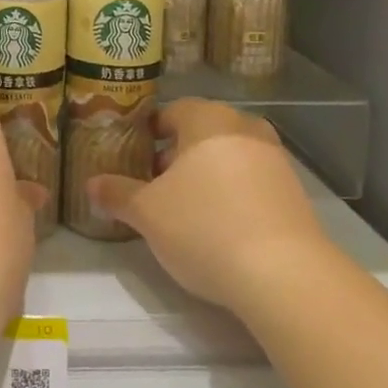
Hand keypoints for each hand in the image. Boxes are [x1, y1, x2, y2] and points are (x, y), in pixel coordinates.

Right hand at [86, 99, 329, 317]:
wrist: (284, 275)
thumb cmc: (204, 227)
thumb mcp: (148, 213)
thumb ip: (118, 193)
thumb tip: (91, 183)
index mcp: (207, 119)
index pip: (171, 112)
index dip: (149, 134)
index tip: (134, 158)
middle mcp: (244, 127)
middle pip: (201, 133)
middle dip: (177, 156)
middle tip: (154, 186)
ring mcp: (275, 159)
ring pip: (228, 157)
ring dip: (206, 176)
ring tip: (185, 210)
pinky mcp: (295, 192)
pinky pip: (252, 182)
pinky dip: (233, 195)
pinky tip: (221, 227)